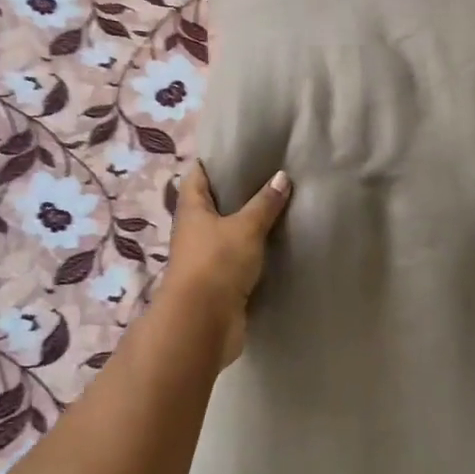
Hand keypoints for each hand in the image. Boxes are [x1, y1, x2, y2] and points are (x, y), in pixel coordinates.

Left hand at [158, 162, 291, 365]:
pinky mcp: (221, 282)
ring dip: (249, 222)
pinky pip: (240, 258)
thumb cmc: (217, 264)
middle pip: (214, 202)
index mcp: (192, 209)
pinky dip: (256, 250)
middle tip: (272, 173)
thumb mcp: (245, 228)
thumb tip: (282, 176)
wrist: (203, 324)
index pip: (198, 174)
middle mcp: (195, 230)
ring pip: (229, 231)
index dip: (214, 160)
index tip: (240, 148)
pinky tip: (279, 241)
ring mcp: (206, 257)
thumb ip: (264, 203)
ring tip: (281, 203)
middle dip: (239, 190)